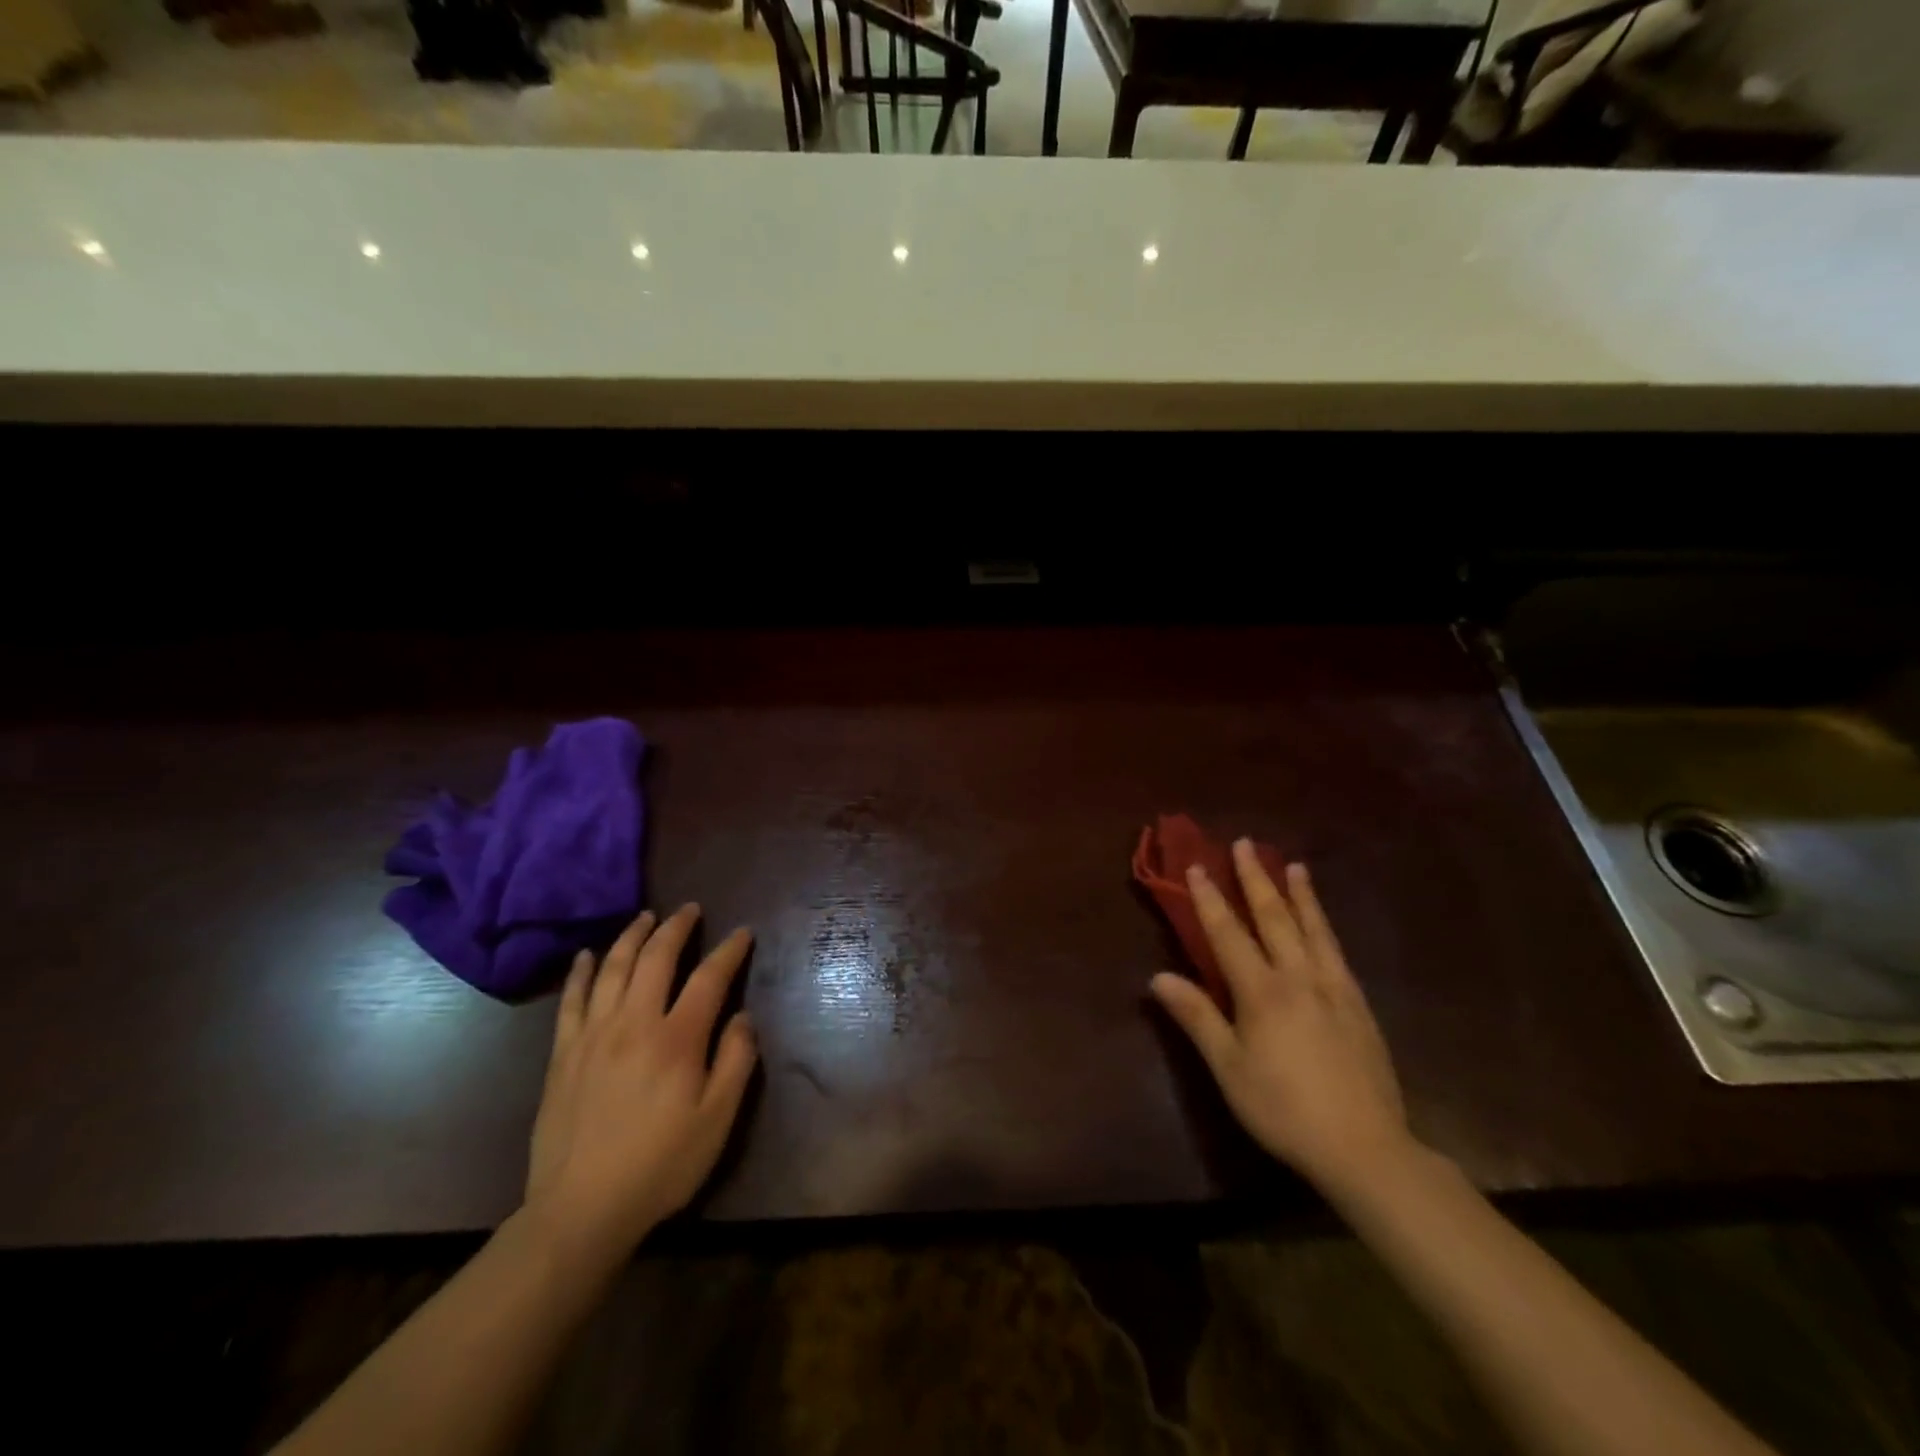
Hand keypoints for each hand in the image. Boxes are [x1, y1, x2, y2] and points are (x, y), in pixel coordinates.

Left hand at [524, 904, 757, 1265]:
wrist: (580, 1210)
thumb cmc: (660, 1165)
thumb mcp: (717, 1120)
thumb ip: (736, 1061)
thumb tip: (742, 1017)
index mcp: (677, 1039)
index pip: (708, 978)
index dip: (729, 951)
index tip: (742, 933)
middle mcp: (634, 1023)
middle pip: (656, 958)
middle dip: (676, 927)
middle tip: (690, 909)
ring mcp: (593, 1035)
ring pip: (613, 968)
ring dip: (632, 936)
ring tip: (646, 916)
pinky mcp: (563, 1054)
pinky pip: (571, 1000)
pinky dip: (582, 972)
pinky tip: (588, 954)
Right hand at [1149, 843, 1412, 1198]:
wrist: (1366, 1148)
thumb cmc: (1284, 1109)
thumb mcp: (1229, 1069)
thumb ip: (1197, 1018)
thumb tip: (1158, 977)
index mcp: (1262, 991)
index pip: (1229, 933)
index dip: (1210, 899)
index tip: (1197, 866)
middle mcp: (1299, 977)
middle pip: (1274, 917)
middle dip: (1255, 879)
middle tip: (1245, 844)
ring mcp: (1334, 988)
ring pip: (1313, 928)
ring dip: (1299, 894)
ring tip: (1293, 865)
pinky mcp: (1358, 1005)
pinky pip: (1336, 951)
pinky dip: (1325, 925)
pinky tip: (1323, 924)